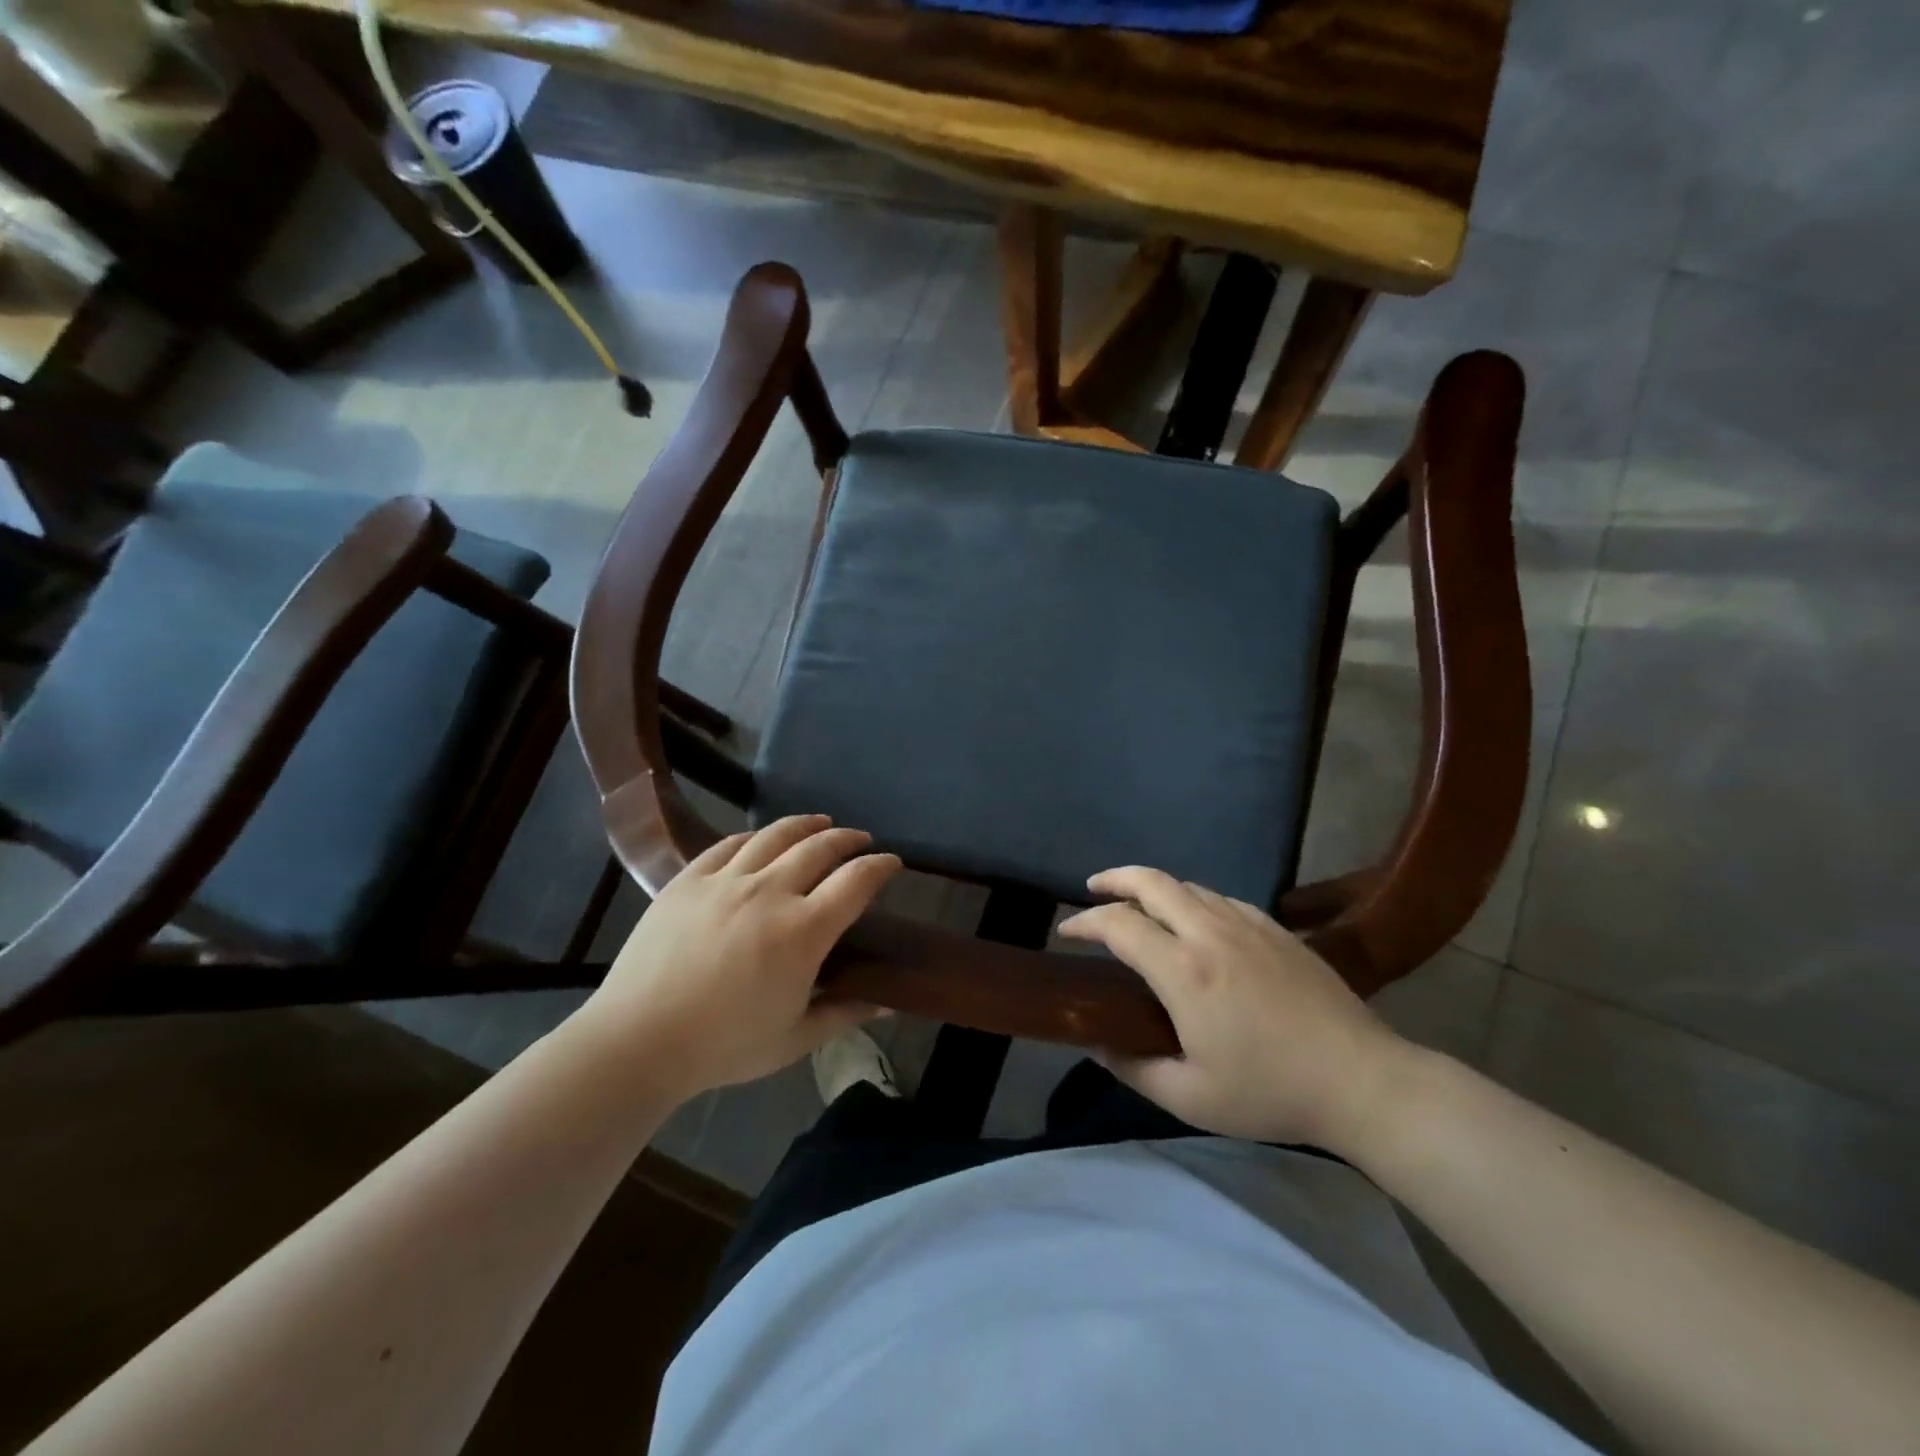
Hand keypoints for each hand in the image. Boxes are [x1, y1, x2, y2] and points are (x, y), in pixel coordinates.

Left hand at [579, 816, 900, 1097]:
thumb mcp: (794, 1039)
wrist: (636, 1041)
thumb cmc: (723, 1046)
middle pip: (820, 847)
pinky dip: (754, 837)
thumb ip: (845, 1012)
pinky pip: (728, 844)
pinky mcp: (688, 879)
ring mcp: (725, 880)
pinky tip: (761, 839)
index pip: (856, 881)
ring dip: (806, 825)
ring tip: (820, 823)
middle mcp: (769, 892)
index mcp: (803, 931)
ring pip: (775, 835)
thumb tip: (888, 1001)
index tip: (892, 863)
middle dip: (848, 839)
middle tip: (861, 840)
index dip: (881, 866)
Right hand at [1057, 866, 1412, 1151]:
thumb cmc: (1270, 1092)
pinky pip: (1219, 897)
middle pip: (1151, 881)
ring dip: (1152, 888)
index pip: (1118, 924)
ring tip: (1137, 906)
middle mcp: (1210, 932)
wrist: (1362, 1080)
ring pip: (1186, 885)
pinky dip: (1190, 899)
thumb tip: (1098, 1043)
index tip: (1066, 932)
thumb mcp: (1189, 1098)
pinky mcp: (1276, 927)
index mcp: (1183, 970)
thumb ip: (1133, 1067)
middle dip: (1113, 879)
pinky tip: (1193, 921)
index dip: (1084, 922)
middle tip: (1091, 891)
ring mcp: (1247, 923)